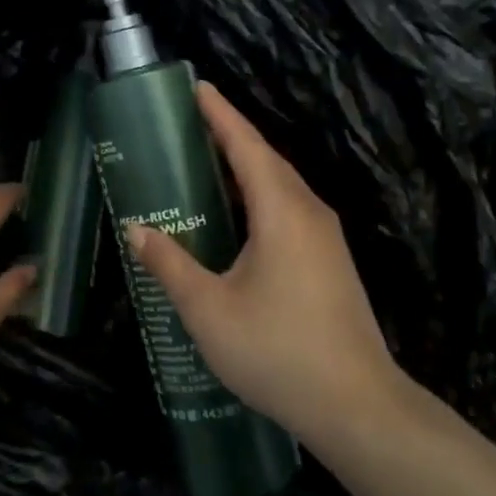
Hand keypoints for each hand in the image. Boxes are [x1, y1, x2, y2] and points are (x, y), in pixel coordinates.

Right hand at [125, 83, 399, 442]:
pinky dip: (259, 198)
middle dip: (230, 136)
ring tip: (207, 164)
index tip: (198, 88)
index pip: (247, 145)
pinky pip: (288, 211)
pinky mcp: (330, 262)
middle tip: (190, 125)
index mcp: (282, 211)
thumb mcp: (209, 310)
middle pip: (266, 160)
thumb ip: (171, 265)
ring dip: (246, 169)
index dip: (221, 115)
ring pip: (280, 187)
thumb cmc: (278, 351)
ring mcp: (325, 239)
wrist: (358, 407)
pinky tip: (237, 220)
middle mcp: (308, 212)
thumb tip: (137, 230)